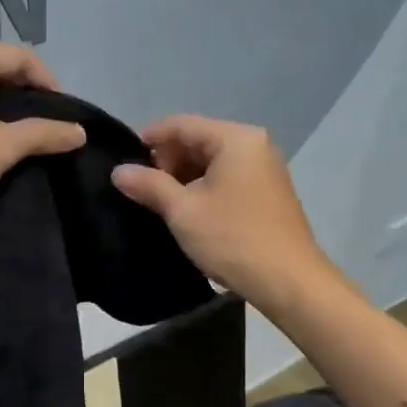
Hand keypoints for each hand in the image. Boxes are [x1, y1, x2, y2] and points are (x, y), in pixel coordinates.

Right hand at [111, 115, 332, 307]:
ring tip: (159, 203)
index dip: (149, 138)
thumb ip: (149, 185)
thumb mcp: (183, 211)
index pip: (182, 124)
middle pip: (199, 140)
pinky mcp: (268, 193)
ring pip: (212, 162)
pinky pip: (228, 178)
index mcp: (236, 139)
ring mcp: (265, 169)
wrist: (288, 281)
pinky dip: (204, 188)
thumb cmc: (232, 239)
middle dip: (167, 160)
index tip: (122, 159)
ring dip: (184, 177)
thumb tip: (118, 171)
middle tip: (141, 188)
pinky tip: (187, 211)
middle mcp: (255, 145)